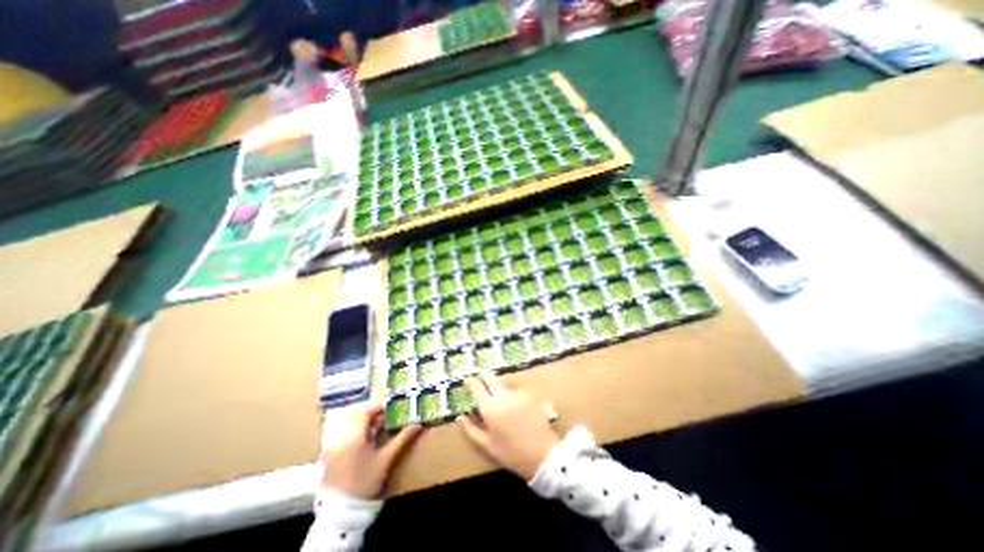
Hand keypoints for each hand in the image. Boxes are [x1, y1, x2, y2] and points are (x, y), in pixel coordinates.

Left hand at [320, 401, 418, 500]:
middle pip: (355, 416)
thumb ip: (402, 439)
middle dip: (370, 414)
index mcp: (354, 437)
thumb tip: (418, 424)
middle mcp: (340, 437)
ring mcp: (332, 446)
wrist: (341, 512)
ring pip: (348, 424)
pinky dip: (353, 431)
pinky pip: (341, 434)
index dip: (378, 408)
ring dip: (362, 421)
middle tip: (384, 417)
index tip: (390, 409)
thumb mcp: (386, 459)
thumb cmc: (366, 482)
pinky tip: (363, 440)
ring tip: (376, 428)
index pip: (365, 412)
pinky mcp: (328, 455)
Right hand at [455, 373, 555, 479]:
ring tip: (501, 406)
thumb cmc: (511, 453)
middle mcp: (502, 395)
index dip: (470, 382)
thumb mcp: (487, 445)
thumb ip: (471, 429)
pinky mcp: (528, 394)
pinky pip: (514, 391)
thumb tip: (460, 416)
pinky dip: (511, 396)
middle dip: (483, 377)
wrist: (542, 455)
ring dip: (498, 389)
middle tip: (481, 386)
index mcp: (490, 407)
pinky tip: (515, 410)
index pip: (476, 386)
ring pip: (502, 384)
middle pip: (489, 376)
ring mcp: (517, 393)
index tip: (467, 382)